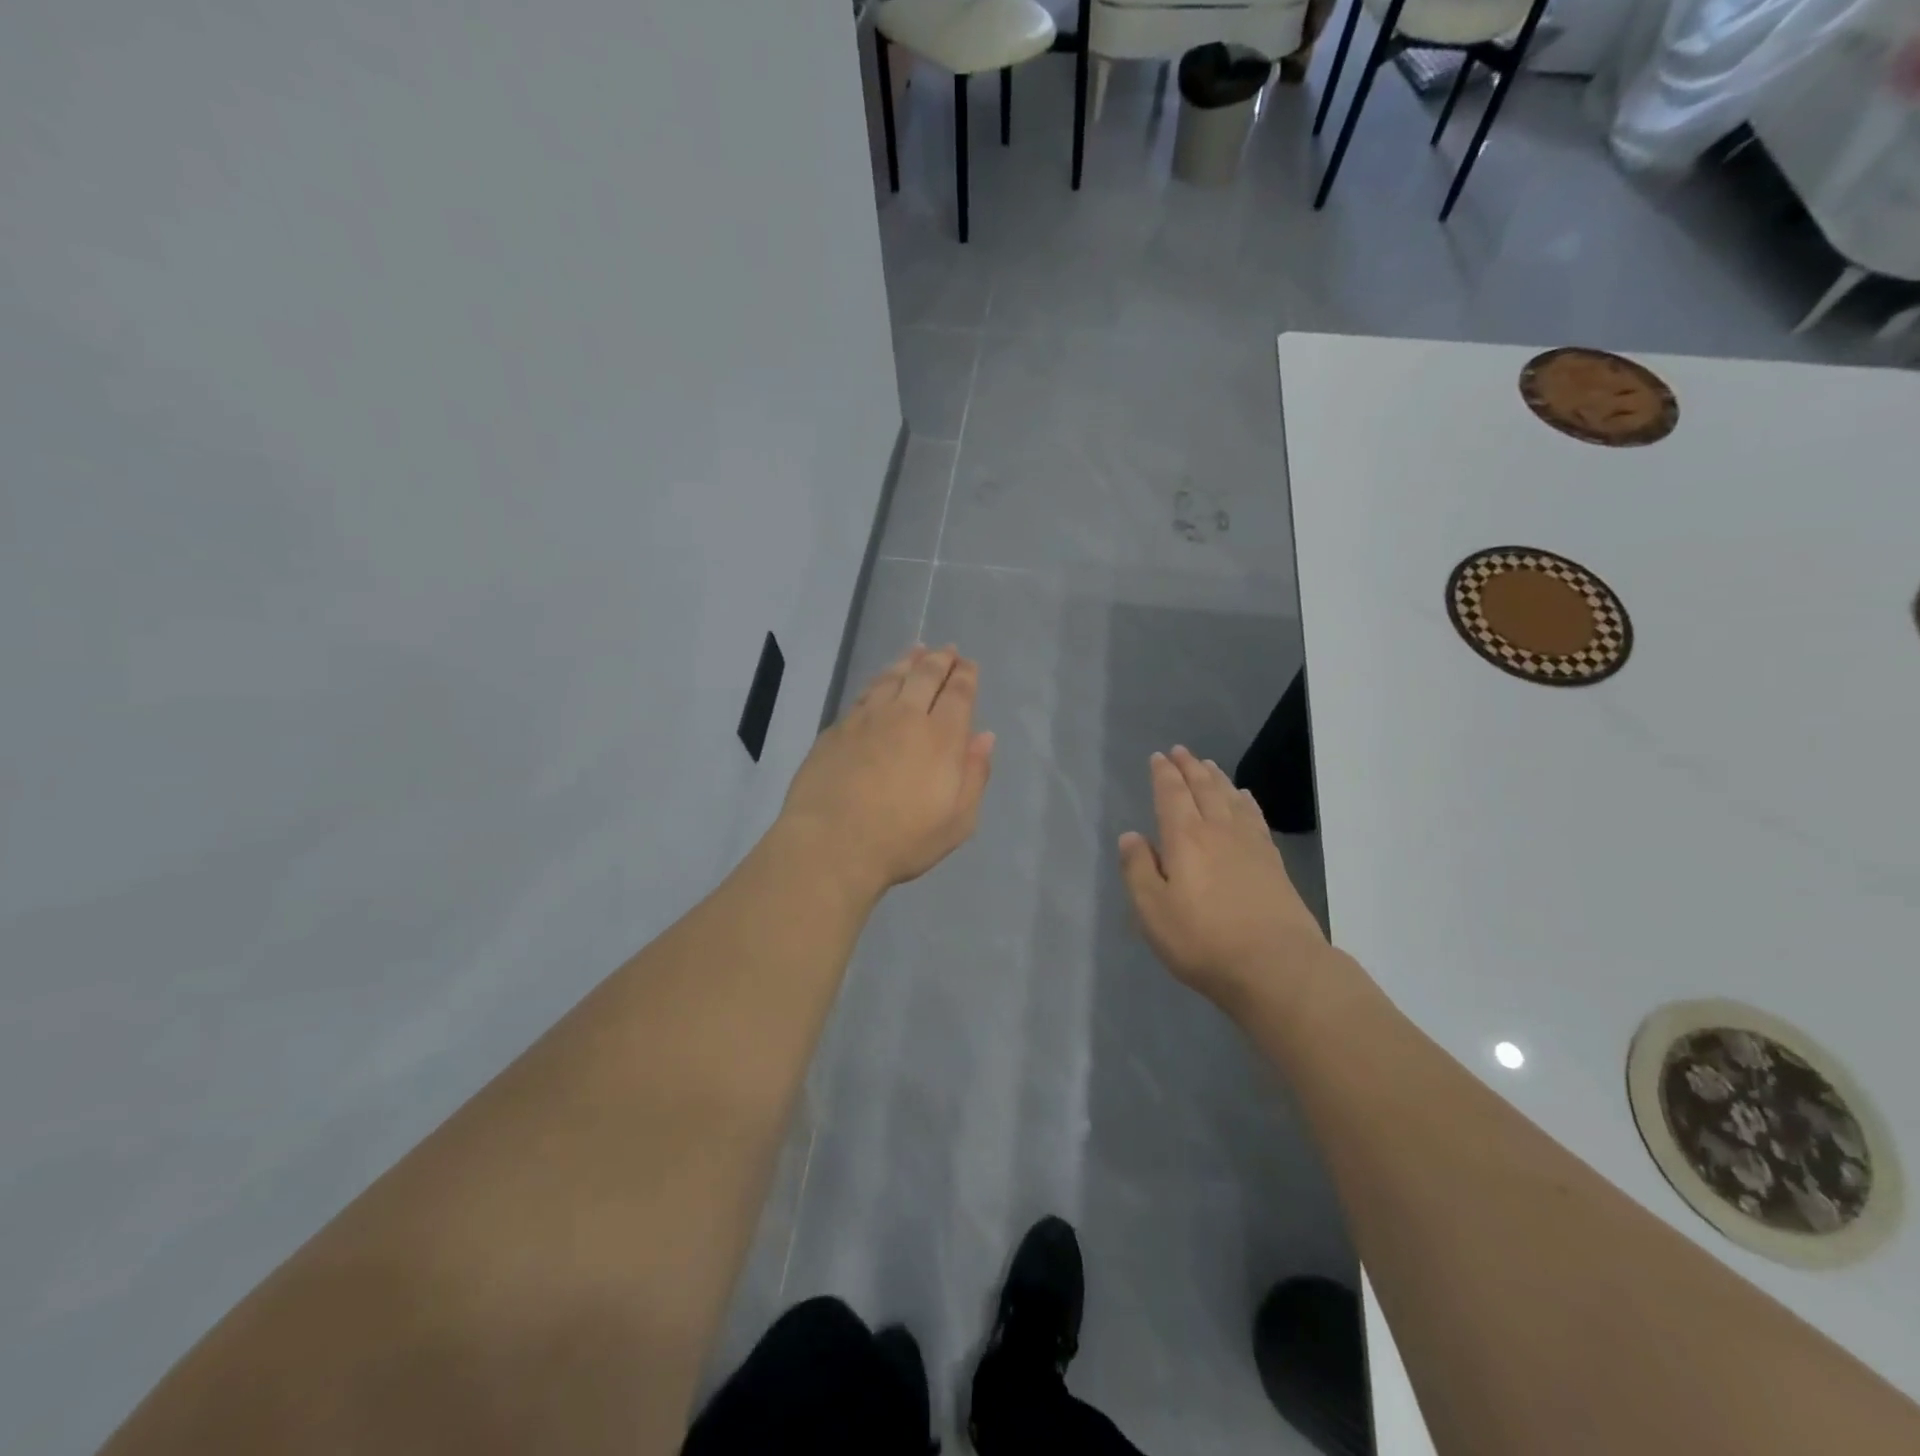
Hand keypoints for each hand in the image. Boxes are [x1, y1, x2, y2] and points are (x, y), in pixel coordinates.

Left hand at [779, 645, 994, 900]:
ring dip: (908, 662)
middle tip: (947, 650)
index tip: (968, 664)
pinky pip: (864, 694)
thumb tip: (984, 737)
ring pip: (891, 677)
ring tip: (916, 651)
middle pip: (925, 676)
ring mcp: (866, 719)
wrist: (831, 844)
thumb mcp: (957, 821)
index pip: (958, 694)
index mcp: (941, 737)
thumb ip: (974, 775)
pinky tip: (880, 682)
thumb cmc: (903, 839)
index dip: (965, 675)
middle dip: (940, 660)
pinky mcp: (837, 729)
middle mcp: (905, 716)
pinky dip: (879, 681)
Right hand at [1118, 746, 1330, 1018]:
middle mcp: (1218, 831)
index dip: (1164, 774)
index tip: (1159, 757)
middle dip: (1190, 768)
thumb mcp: (1152, 910)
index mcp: (1185, 838)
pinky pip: (1255, 818)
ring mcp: (1250, 845)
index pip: (1171, 795)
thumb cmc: (1203, 940)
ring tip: (1208, 766)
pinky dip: (1246, 801)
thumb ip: (1137, 870)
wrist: (1277, 967)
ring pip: (1231, 798)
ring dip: (1217, 779)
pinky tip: (1244, 799)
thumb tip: (1131, 836)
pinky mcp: (1273, 863)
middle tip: (1181, 751)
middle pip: (1203, 789)